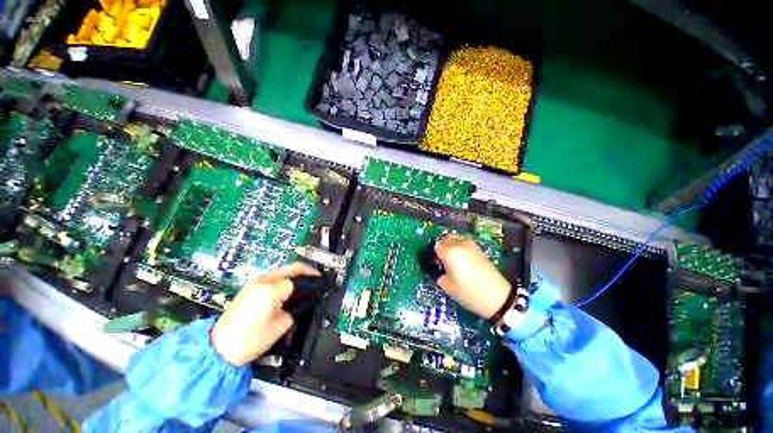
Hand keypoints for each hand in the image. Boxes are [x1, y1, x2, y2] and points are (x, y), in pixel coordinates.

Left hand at [210, 262, 319, 365]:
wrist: (220, 347)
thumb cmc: (252, 339)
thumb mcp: (281, 325)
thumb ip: (295, 308)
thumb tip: (304, 300)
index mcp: (272, 289)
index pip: (299, 280)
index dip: (312, 282)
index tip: (322, 286)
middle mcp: (264, 280)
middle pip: (293, 267)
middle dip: (308, 271)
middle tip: (318, 279)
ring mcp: (256, 281)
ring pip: (284, 270)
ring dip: (297, 274)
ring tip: (307, 284)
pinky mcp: (251, 286)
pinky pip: (275, 277)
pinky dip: (286, 278)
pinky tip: (291, 288)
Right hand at [435, 234, 510, 319]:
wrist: (497, 297)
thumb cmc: (469, 292)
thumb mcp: (447, 286)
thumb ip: (438, 274)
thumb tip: (437, 270)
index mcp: (450, 252)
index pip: (436, 246)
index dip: (434, 255)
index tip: (436, 264)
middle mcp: (459, 244)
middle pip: (445, 240)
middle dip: (442, 248)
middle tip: (444, 262)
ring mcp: (471, 245)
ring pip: (456, 240)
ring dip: (452, 247)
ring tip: (454, 261)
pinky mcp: (479, 249)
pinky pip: (464, 244)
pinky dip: (460, 249)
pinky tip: (464, 262)